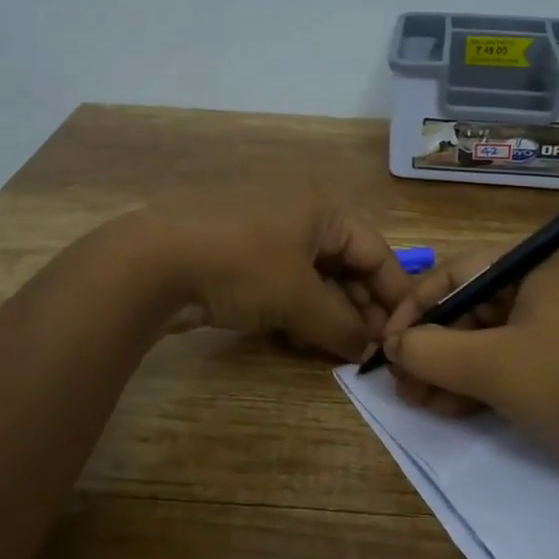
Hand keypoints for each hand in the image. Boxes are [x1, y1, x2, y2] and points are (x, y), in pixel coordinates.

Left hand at [134, 188, 415, 361]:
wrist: (150, 261)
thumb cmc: (241, 266)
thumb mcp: (299, 298)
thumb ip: (342, 326)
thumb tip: (370, 350)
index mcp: (322, 208)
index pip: (376, 251)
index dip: (394, 294)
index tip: (408, 332)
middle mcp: (298, 211)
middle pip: (345, 263)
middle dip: (359, 307)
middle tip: (369, 348)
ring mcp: (264, 230)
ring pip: (312, 276)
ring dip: (327, 312)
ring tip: (334, 347)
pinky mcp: (237, 252)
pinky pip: (281, 281)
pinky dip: (294, 308)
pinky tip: (295, 337)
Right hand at [380, 250, 558, 503]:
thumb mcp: (494, 366)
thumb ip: (431, 351)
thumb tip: (392, 346)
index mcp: (536, 267)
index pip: (455, 273)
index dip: (414, 308)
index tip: (386, 346)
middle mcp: (548, 288)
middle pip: (471, 308)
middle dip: (431, 346)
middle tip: (401, 383)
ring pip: (489, 341)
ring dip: (450, 370)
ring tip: (419, 402)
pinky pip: (514, 364)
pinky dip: (481, 384)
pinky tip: (451, 409)